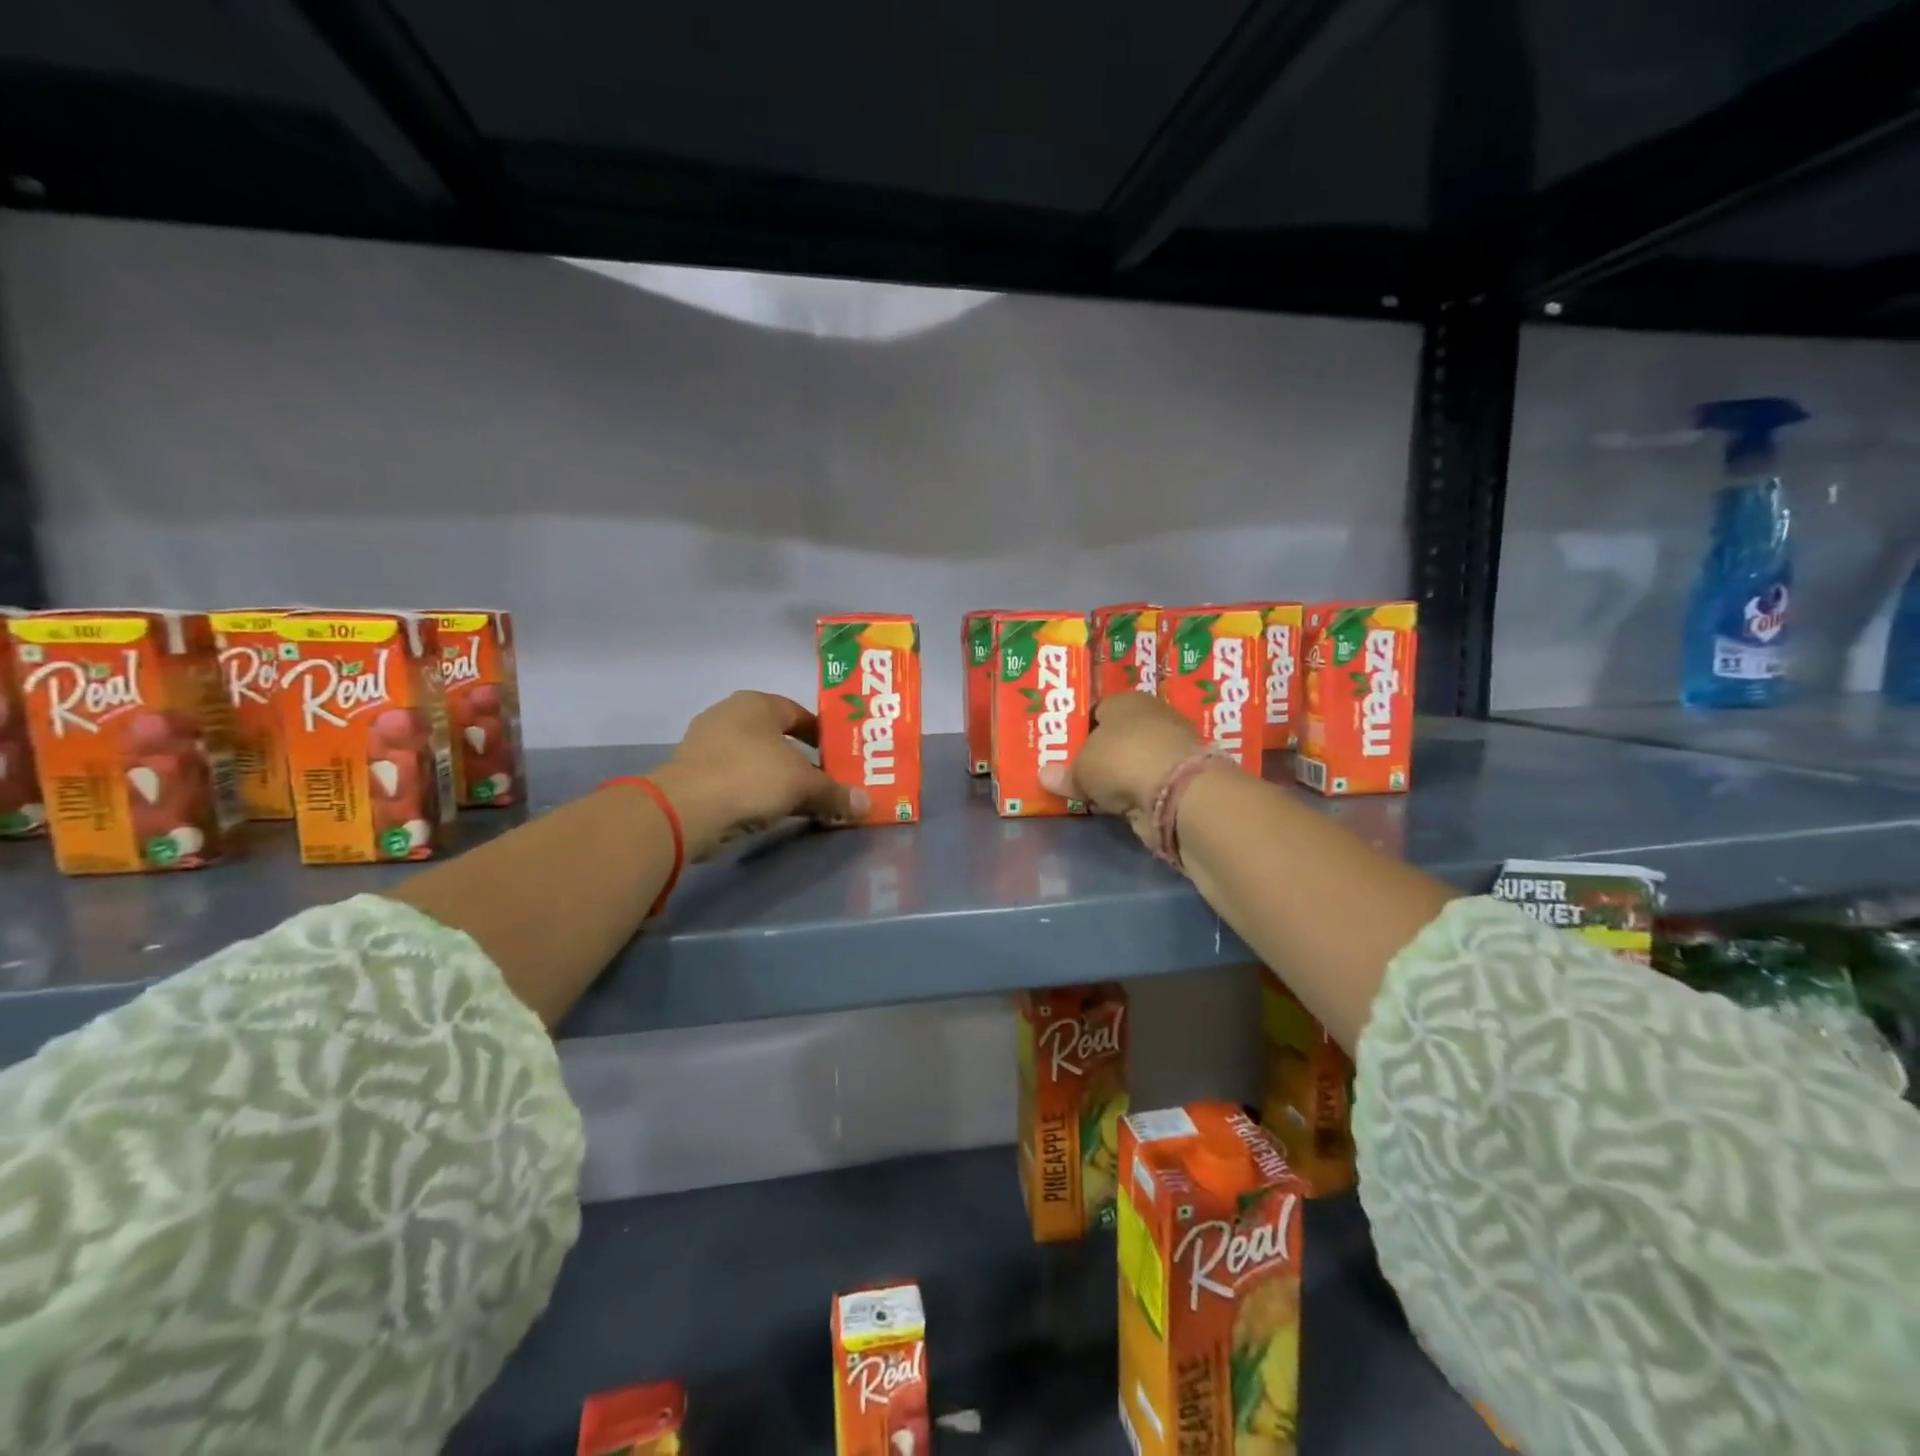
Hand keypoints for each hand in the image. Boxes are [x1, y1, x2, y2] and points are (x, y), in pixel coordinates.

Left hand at [648, 691, 866, 858]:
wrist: (686, 811)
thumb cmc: (751, 778)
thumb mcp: (803, 786)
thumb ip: (835, 793)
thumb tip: (866, 804)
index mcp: (757, 703)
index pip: (800, 713)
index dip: (824, 735)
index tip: (841, 757)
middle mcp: (729, 715)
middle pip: (777, 738)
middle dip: (802, 760)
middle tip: (826, 781)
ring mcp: (706, 745)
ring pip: (756, 760)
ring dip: (778, 778)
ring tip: (802, 800)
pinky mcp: (693, 774)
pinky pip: (736, 779)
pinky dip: (754, 792)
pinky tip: (770, 810)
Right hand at [1038, 692, 1201, 847]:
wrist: (1177, 792)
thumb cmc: (1120, 760)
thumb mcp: (1080, 769)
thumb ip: (1064, 773)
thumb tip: (1044, 776)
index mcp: (1125, 700)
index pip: (1096, 710)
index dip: (1079, 729)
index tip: (1064, 750)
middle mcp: (1151, 716)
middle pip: (1117, 735)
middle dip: (1100, 753)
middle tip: (1075, 771)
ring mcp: (1170, 746)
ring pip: (1134, 759)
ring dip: (1120, 774)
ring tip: (1094, 790)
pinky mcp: (1181, 776)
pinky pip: (1147, 781)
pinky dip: (1136, 791)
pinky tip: (1119, 802)